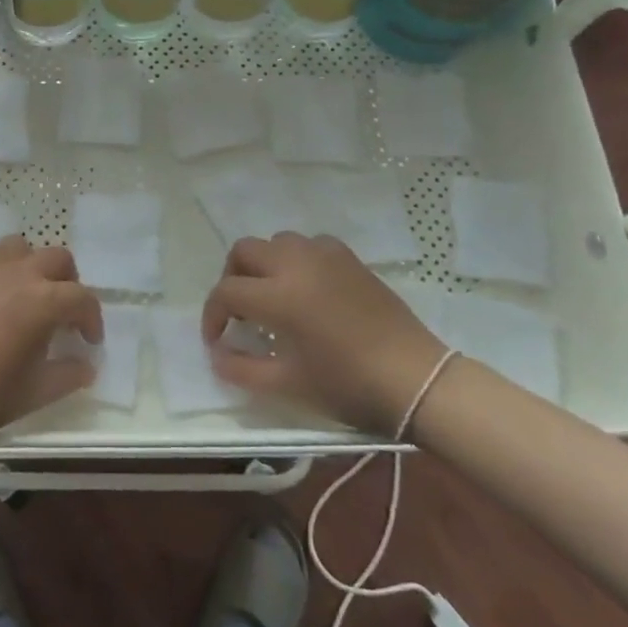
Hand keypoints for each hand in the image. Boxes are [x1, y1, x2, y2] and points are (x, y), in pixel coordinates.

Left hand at [0, 237, 101, 447]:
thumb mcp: (32, 393)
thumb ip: (67, 375)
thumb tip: (86, 366)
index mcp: (42, 301)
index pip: (82, 298)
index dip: (92, 319)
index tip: (89, 341)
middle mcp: (17, 272)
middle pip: (57, 258)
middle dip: (68, 282)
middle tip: (63, 312)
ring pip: (21, 247)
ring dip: (32, 266)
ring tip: (27, 293)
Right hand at [202, 234, 446, 433]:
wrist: (414, 379)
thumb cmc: (348, 384)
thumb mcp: (289, 385)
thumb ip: (243, 370)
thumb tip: (218, 356)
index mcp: (279, 295)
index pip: (226, 292)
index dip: (212, 315)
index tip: (217, 340)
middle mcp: (296, 264)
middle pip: (244, 251)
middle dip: (232, 278)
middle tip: (240, 311)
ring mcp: (325, 255)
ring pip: (277, 242)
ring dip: (264, 264)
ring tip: (272, 296)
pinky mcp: (349, 258)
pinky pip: (310, 244)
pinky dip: (297, 259)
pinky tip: (307, 287)